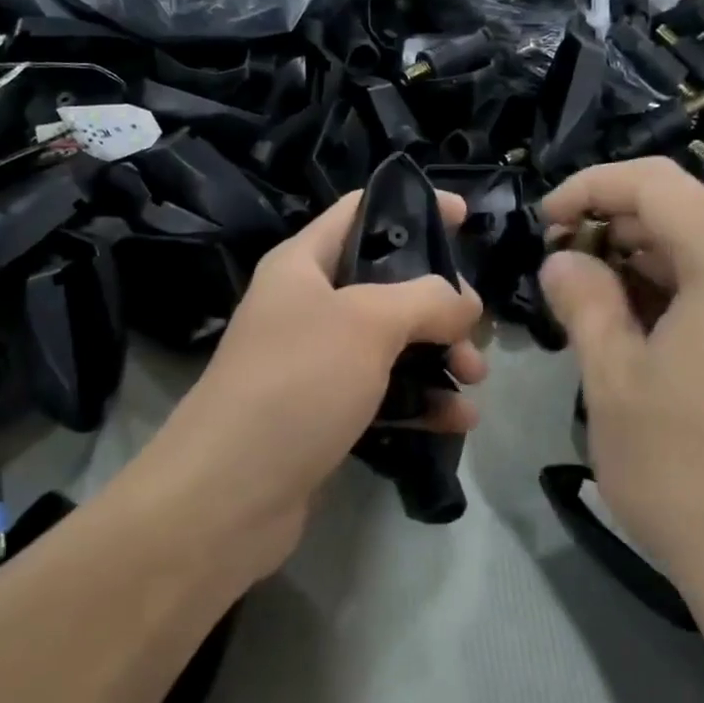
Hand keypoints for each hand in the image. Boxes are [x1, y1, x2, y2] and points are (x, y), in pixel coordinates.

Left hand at [147, 189, 485, 580]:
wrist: (229, 496)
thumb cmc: (296, 384)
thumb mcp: (367, 322)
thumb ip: (426, 299)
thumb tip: (464, 303)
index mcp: (303, 264)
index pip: (361, 212)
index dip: (414, 207)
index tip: (467, 217)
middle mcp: (307, 307)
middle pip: (387, 284)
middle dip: (439, 303)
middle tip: (475, 330)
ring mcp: (315, 364)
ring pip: (392, 344)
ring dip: (439, 357)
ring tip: (475, 380)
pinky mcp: (325, 415)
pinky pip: (384, 395)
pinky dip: (421, 402)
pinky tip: (457, 420)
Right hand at [538, 158, 703, 658]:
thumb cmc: (688, 473)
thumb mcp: (613, 380)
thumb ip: (584, 302)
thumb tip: (562, 260)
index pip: (655, 183)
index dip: (589, 188)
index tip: (542, 223)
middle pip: (688, 213)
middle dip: (615, 227)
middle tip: (559, 269)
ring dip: (646, 264)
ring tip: (592, 301)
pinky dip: (682, 296)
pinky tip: (643, 333)